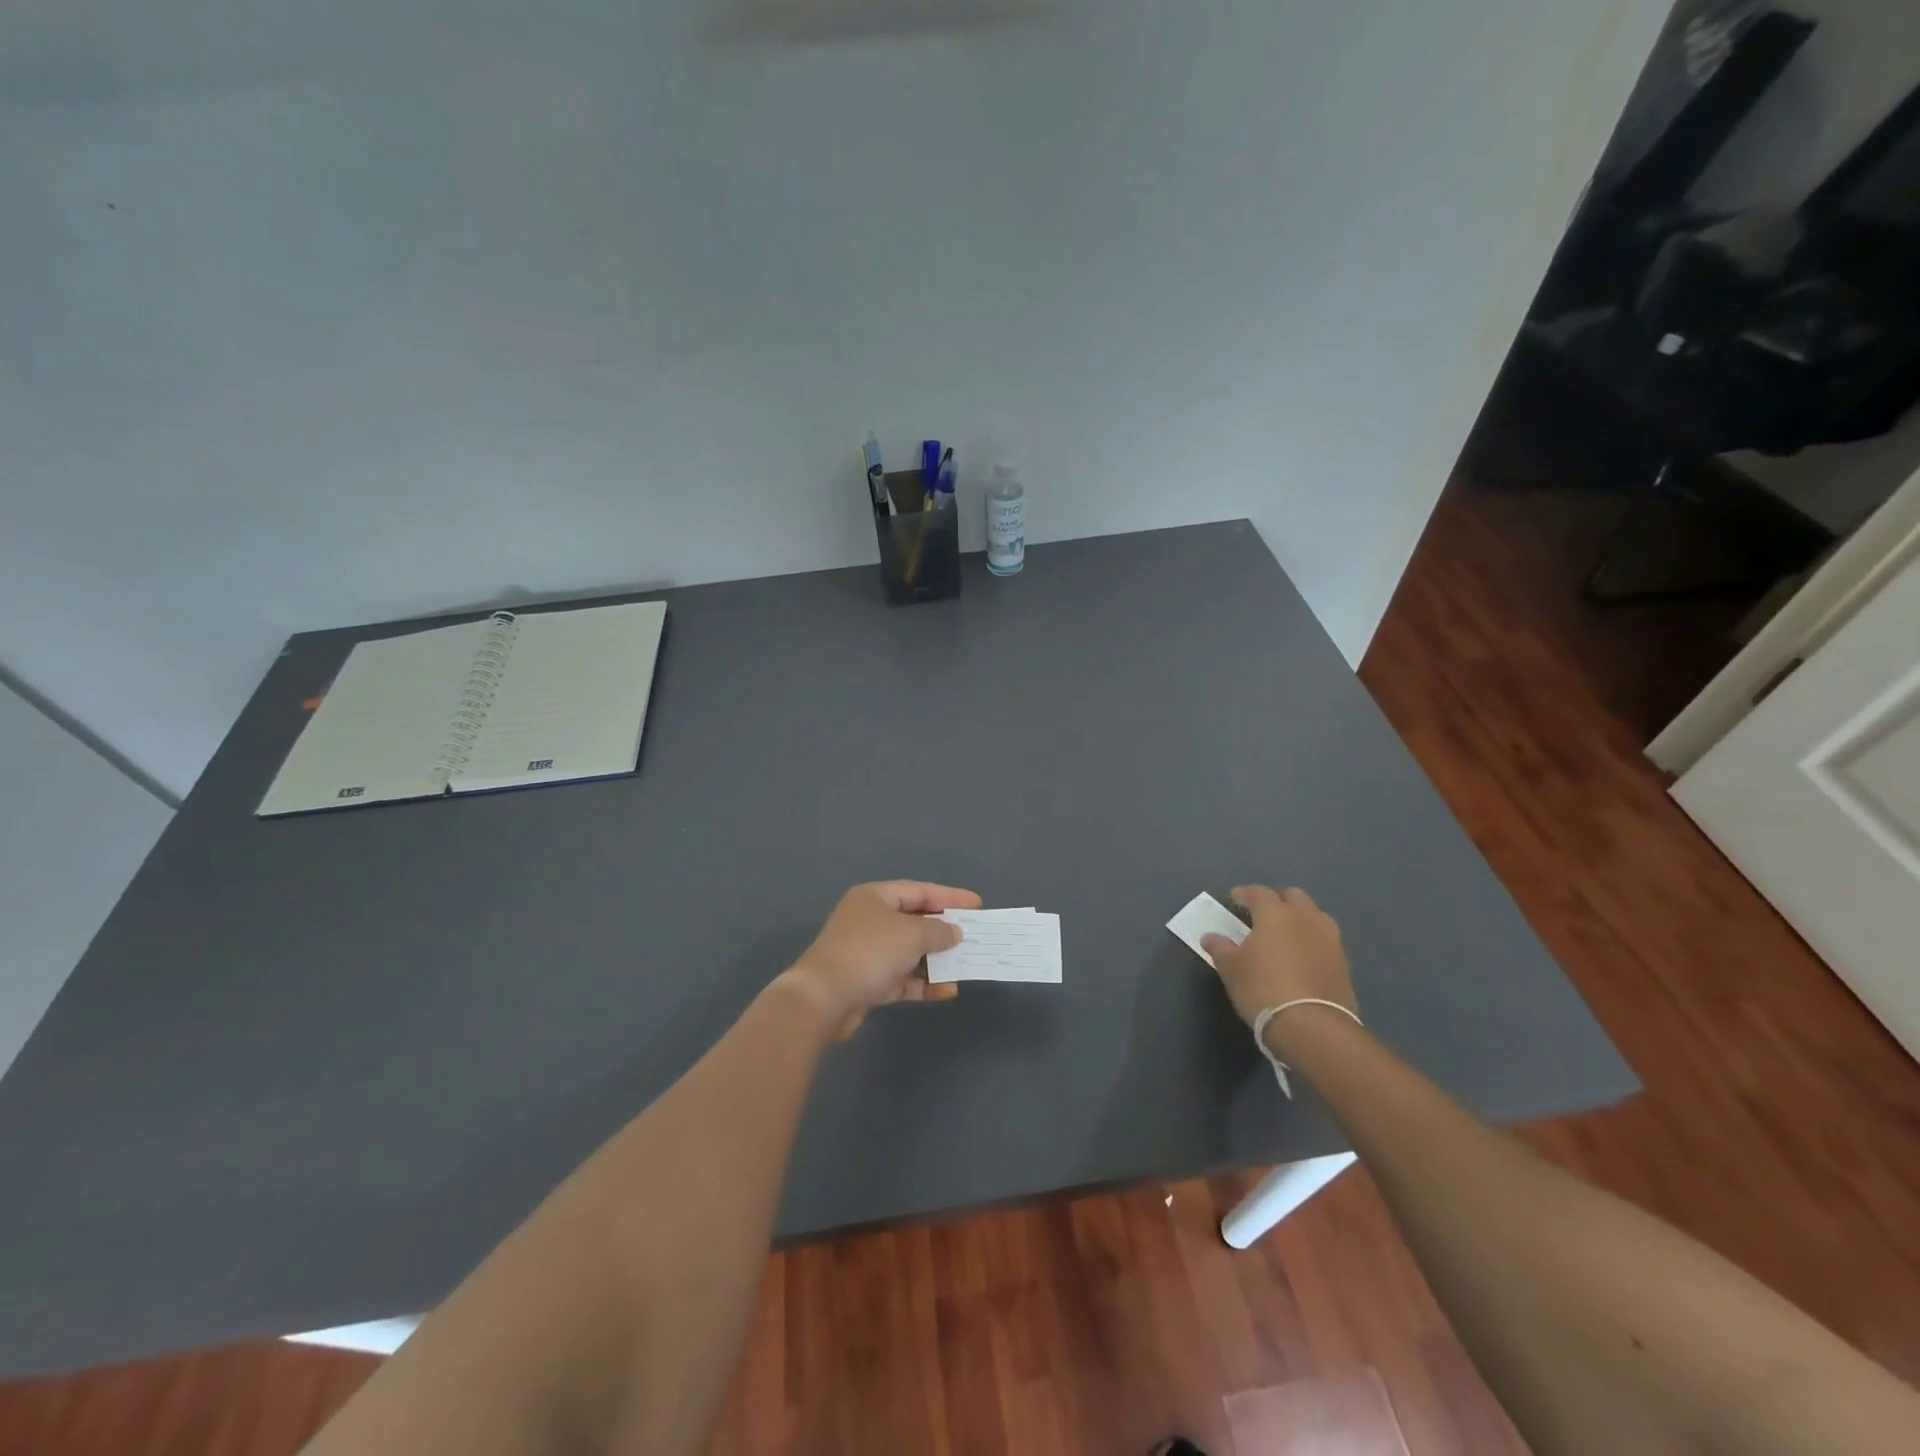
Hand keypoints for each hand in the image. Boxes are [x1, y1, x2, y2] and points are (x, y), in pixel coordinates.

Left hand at [783, 881, 982, 1038]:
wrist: (824, 998)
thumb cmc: (870, 952)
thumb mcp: (912, 934)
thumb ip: (938, 930)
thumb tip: (954, 932)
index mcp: (875, 897)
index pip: (919, 891)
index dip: (949, 897)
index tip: (977, 905)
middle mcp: (869, 920)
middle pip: (914, 921)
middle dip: (944, 931)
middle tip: (974, 937)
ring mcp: (867, 952)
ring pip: (909, 952)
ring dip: (936, 961)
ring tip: (965, 967)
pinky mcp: (867, 982)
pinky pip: (902, 978)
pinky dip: (923, 983)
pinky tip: (947, 992)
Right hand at [1201, 886, 1356, 1032]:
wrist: (1313, 1026)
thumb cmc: (1262, 988)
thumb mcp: (1231, 968)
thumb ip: (1220, 948)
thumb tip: (1210, 937)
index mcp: (1276, 913)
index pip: (1258, 892)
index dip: (1244, 894)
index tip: (1234, 900)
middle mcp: (1306, 918)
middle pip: (1293, 897)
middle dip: (1277, 901)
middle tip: (1261, 915)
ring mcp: (1330, 939)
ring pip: (1314, 916)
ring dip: (1299, 919)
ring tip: (1285, 935)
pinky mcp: (1344, 963)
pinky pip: (1324, 940)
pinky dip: (1311, 941)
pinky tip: (1301, 957)